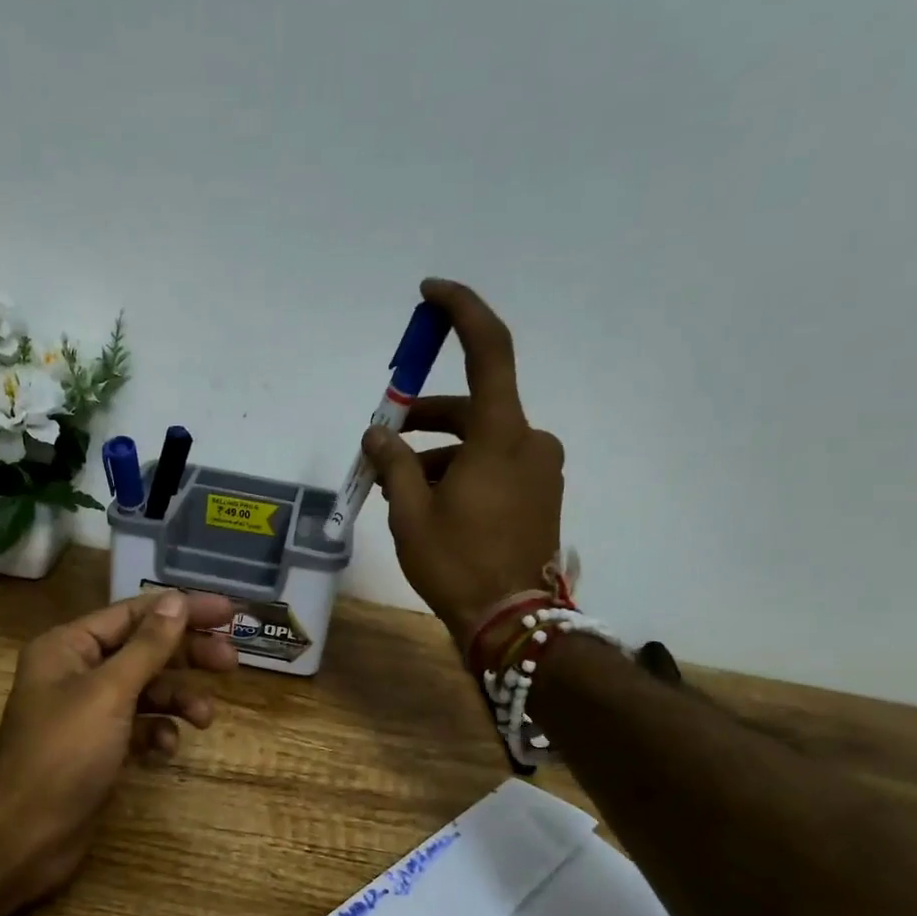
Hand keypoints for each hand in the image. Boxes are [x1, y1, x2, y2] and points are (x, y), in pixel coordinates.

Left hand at [0, 588, 236, 903]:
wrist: (26, 835)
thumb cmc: (65, 753)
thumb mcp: (110, 692)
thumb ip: (148, 646)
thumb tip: (177, 600)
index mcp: (69, 646)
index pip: (134, 614)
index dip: (182, 610)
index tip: (228, 612)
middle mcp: (77, 672)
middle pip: (143, 650)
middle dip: (186, 656)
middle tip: (231, 661)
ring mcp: (88, 712)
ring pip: (145, 691)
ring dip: (177, 699)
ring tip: (205, 718)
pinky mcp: (99, 747)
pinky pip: (138, 727)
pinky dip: (157, 733)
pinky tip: (167, 750)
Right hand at [363, 278, 566, 651]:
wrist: (511, 621)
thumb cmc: (457, 563)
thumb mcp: (410, 512)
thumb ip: (393, 463)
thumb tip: (377, 435)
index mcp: (503, 435)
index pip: (489, 350)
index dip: (462, 311)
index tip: (431, 294)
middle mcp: (530, 442)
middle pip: (471, 408)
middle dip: (423, 421)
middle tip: (382, 441)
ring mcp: (539, 470)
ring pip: (479, 443)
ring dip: (436, 455)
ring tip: (394, 487)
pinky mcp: (539, 495)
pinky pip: (493, 467)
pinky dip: (459, 472)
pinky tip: (426, 503)